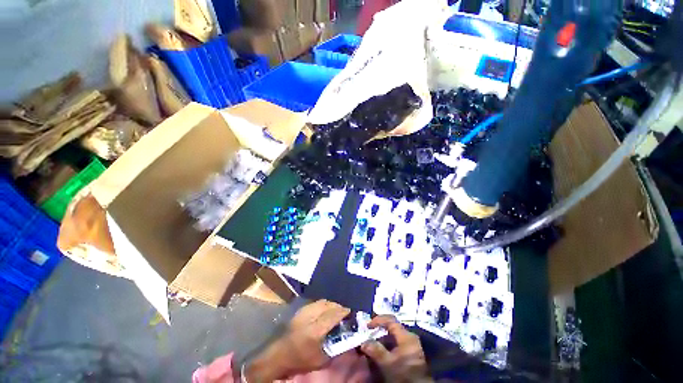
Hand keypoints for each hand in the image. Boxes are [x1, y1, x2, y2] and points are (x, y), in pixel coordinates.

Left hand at [245, 300, 349, 381]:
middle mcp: (310, 316)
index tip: (352, 311)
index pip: (334, 314)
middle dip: (339, 306)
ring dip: (331, 304)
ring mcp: (304, 311)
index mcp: (316, 330)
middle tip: (345, 311)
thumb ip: (336, 346)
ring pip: (323, 301)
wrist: (278, 355)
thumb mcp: (321, 359)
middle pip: (329, 304)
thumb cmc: (300, 360)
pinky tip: (326, 310)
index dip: (344, 311)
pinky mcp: (300, 310)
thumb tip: (348, 337)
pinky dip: (324, 304)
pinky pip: (316, 303)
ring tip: (336, 310)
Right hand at [361, 315, 431, 382]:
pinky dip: (388, 346)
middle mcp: (410, 337)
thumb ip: (376, 350)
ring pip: (394, 337)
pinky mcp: (412, 354)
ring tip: (373, 345)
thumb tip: (364, 343)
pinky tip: (382, 353)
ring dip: (383, 340)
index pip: (390, 320)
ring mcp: (412, 345)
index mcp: (406, 336)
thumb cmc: (404, 374)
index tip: (367, 325)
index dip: (378, 320)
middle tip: (369, 335)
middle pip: (392, 328)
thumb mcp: (388, 363)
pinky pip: (398, 344)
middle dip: (379, 331)